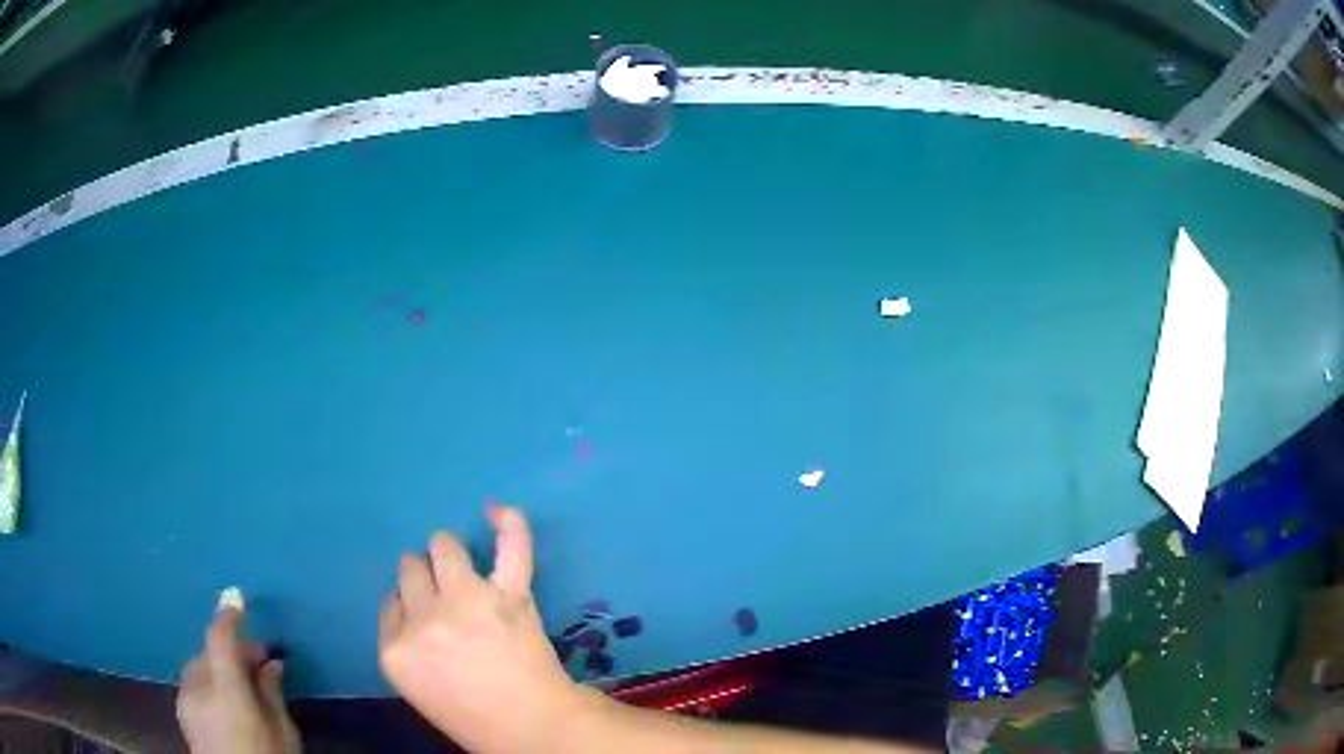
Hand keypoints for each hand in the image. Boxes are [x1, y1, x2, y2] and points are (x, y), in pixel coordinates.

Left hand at [177, 606, 299, 753]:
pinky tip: (224, 701)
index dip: (228, 615)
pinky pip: (194, 684)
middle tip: (259, 664)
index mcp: (226, 692)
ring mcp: (185, 699)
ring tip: (243, 685)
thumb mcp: (282, 734)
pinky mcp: (181, 711)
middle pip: (209, 652)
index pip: (220, 640)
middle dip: (232, 652)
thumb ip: (272, 694)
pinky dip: (208, 681)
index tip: (236, 596)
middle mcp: (198, 688)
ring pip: (199, 666)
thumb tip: (272, 663)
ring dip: (219, 666)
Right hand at [379, 506, 592, 753]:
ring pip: (443, 549)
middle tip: (443, 590)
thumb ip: (405, 647)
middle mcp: (422, 621)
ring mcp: (465, 602)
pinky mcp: (509, 595)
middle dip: (424, 577)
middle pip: (411, 572)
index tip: (423, 609)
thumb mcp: (418, 689)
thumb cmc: (475, 719)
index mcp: (395, 651)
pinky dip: (508, 525)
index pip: (391, 603)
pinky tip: (498, 511)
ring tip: (458, 562)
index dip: (409, 603)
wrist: (534, 729)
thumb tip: (408, 605)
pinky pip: (510, 546)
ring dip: (448, 552)